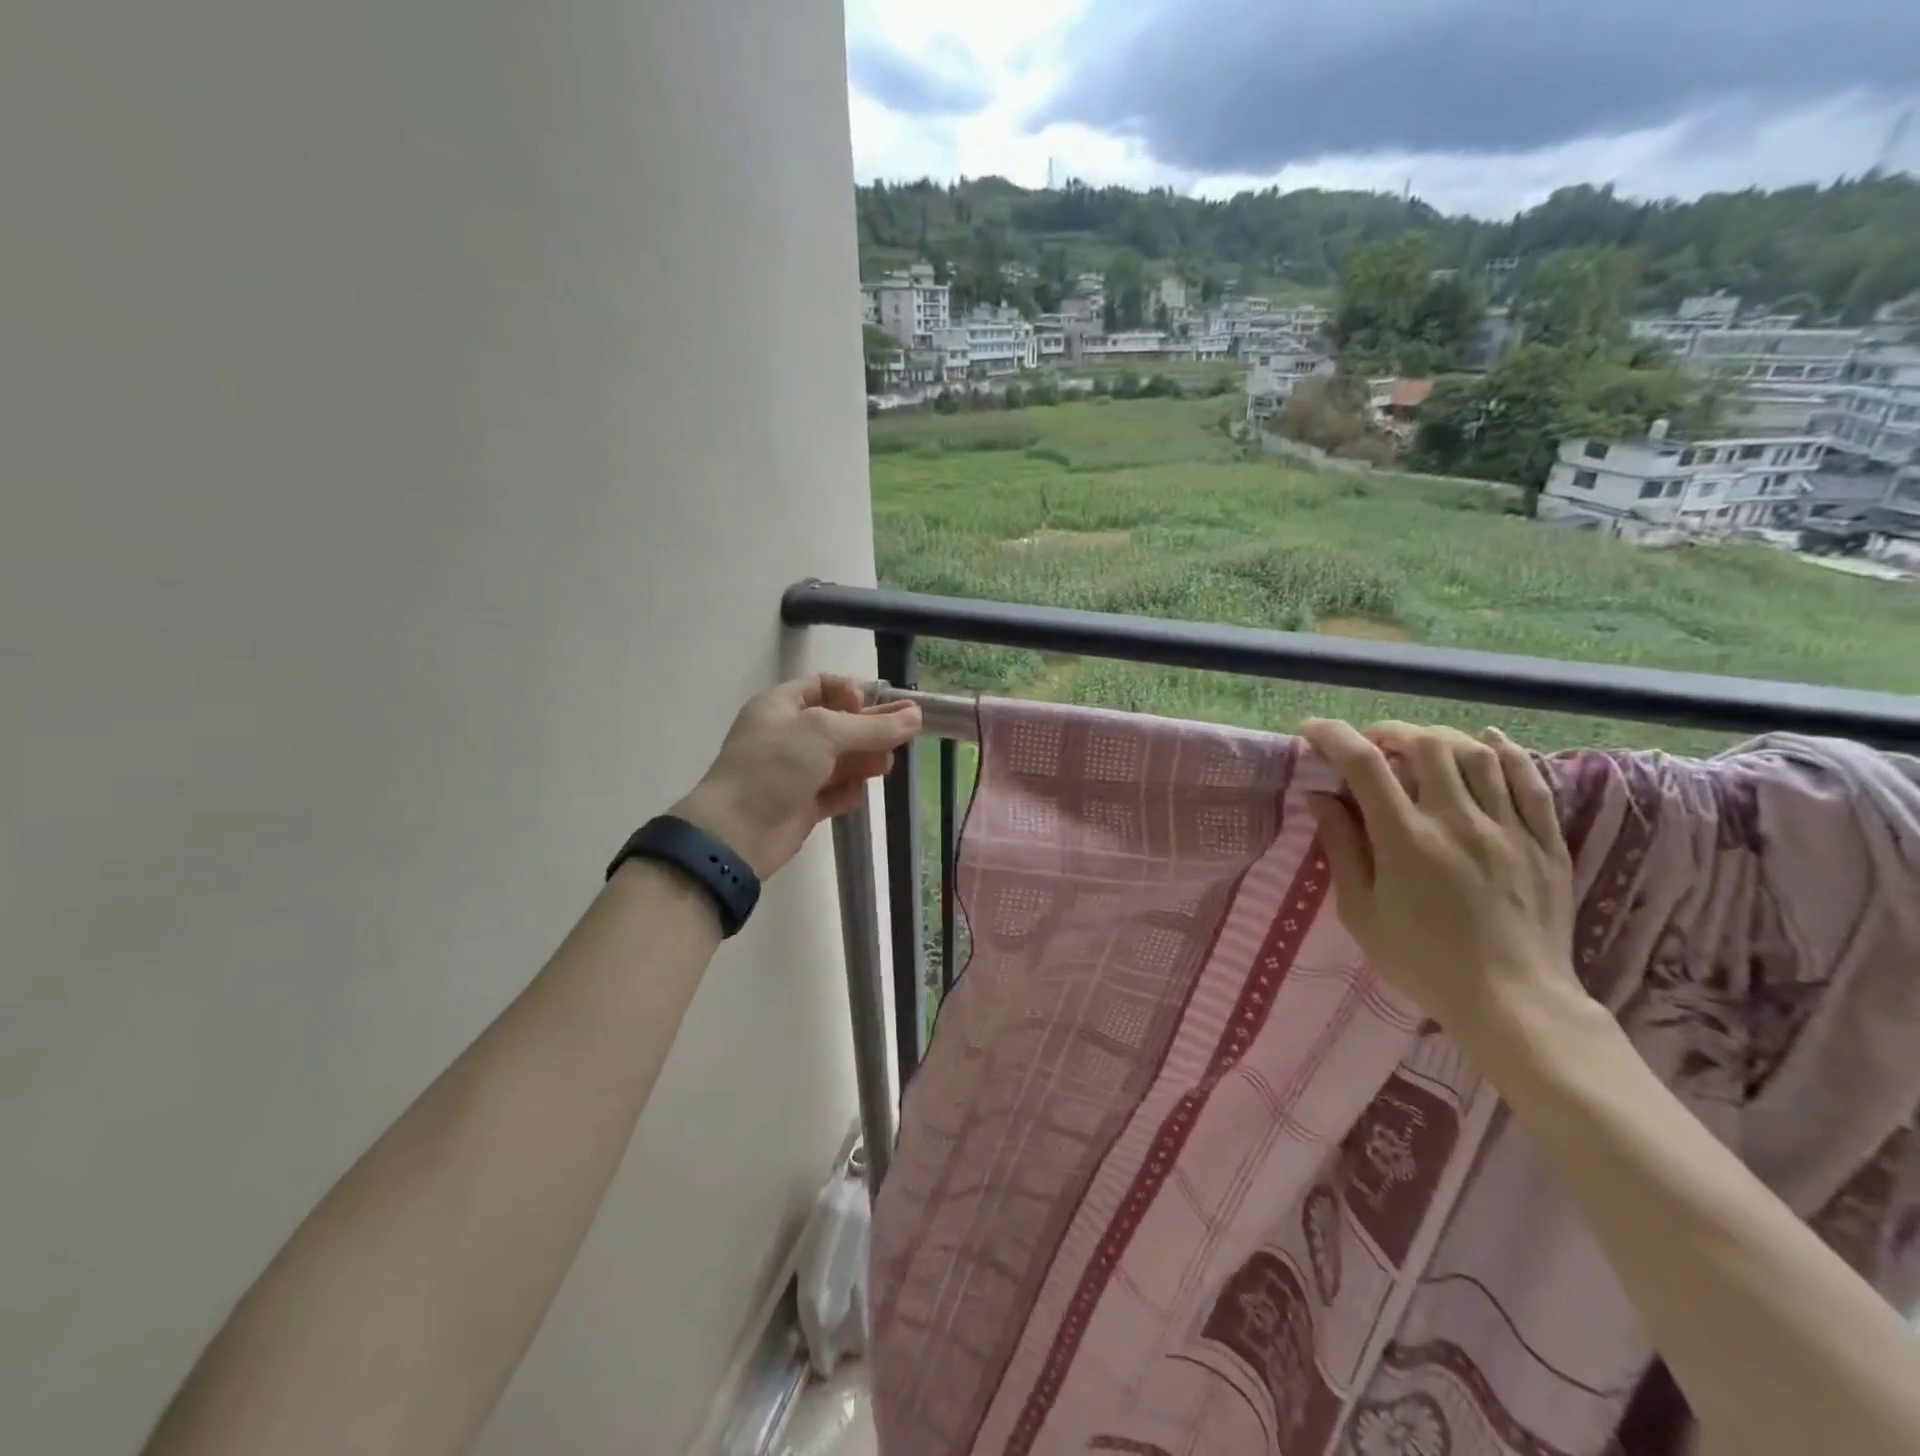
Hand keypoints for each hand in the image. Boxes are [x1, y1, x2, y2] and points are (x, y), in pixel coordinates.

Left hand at [671, 675, 919, 877]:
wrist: (736, 833)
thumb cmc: (775, 766)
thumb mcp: (825, 733)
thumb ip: (873, 726)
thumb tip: (916, 715)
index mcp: (781, 705)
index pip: (824, 685)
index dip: (852, 692)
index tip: (871, 707)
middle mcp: (787, 735)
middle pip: (840, 724)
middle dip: (870, 730)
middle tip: (902, 738)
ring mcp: (794, 772)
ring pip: (841, 760)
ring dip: (865, 760)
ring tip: (885, 767)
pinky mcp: (802, 805)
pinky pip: (835, 792)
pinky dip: (850, 791)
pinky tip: (859, 794)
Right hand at [1299, 719, 1576, 1045]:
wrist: (1513, 1002)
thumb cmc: (1422, 962)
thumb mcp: (1360, 912)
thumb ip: (1341, 849)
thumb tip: (1321, 798)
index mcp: (1406, 840)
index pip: (1365, 764)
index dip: (1333, 736)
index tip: (1312, 730)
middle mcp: (1458, 821)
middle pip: (1426, 744)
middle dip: (1390, 731)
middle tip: (1371, 742)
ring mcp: (1508, 828)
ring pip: (1477, 753)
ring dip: (1440, 737)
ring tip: (1420, 744)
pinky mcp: (1545, 841)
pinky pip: (1530, 780)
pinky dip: (1505, 752)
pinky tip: (1487, 742)